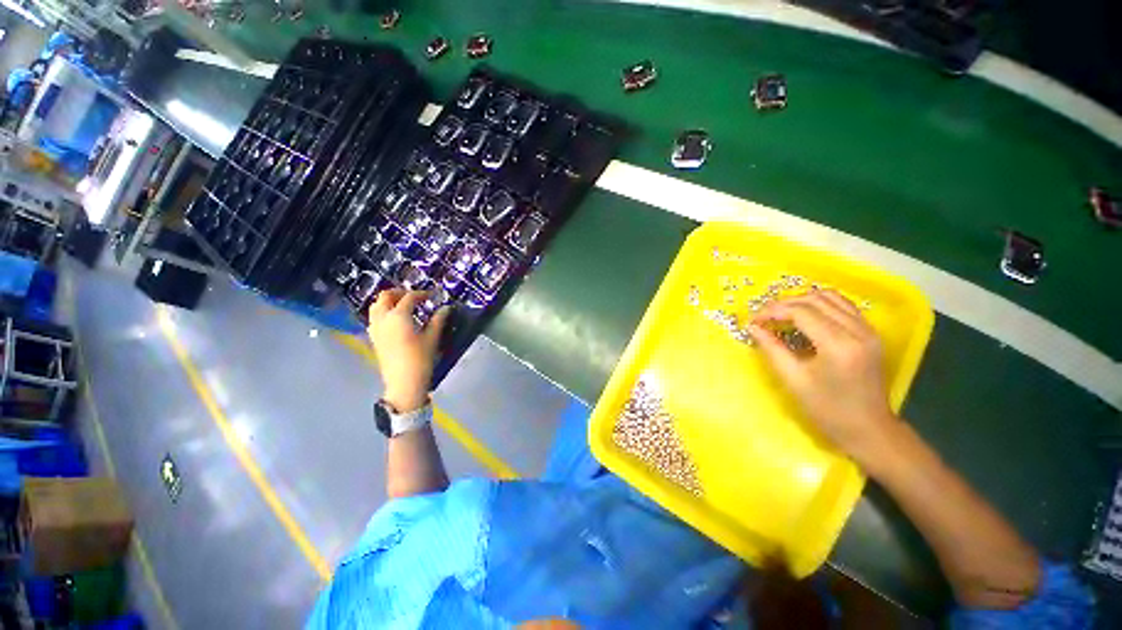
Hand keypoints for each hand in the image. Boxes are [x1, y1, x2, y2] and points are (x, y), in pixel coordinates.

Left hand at [367, 289, 450, 411]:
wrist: (404, 382)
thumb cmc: (420, 358)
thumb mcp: (432, 338)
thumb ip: (438, 320)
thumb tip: (445, 308)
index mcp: (398, 316)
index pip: (409, 297)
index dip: (421, 294)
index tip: (432, 295)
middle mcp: (383, 319)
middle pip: (385, 297)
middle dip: (399, 293)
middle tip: (414, 297)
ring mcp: (376, 329)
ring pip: (376, 306)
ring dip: (388, 301)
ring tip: (403, 305)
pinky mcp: (374, 338)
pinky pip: (374, 318)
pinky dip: (383, 312)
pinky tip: (396, 319)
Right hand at [746, 290, 897, 461]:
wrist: (869, 429)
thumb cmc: (828, 410)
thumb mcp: (794, 380)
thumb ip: (772, 349)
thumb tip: (752, 328)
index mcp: (839, 345)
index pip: (801, 312)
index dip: (772, 311)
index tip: (753, 321)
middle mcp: (858, 331)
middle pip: (815, 300)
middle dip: (784, 304)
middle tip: (764, 318)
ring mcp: (868, 330)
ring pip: (831, 297)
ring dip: (802, 301)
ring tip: (781, 315)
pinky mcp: (870, 333)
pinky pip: (843, 306)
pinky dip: (820, 305)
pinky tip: (805, 317)